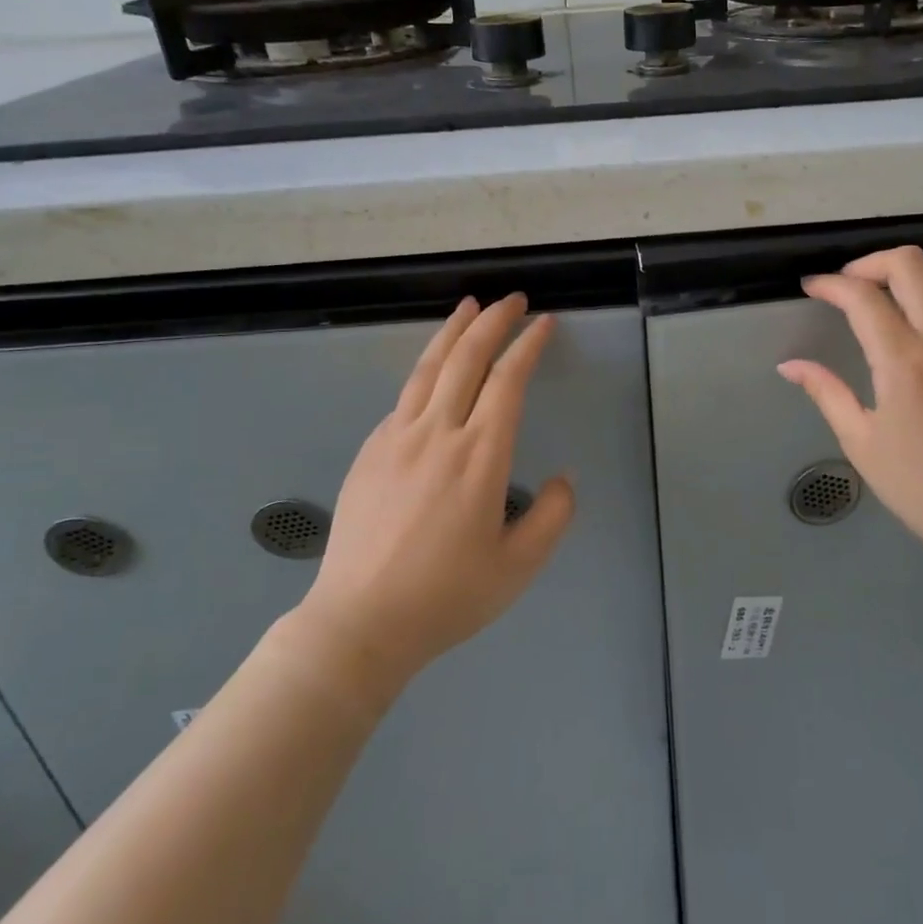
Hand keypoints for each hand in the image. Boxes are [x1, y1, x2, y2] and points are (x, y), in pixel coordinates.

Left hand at [296, 294, 575, 693]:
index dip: (528, 346)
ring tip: (469, 305)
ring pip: (428, 368)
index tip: (545, 323)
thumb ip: (553, 517)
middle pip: (466, 359)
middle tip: (512, 300)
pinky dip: (425, 371)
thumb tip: (563, 479)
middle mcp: (438, 434)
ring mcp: (397, 439)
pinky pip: (403, 398)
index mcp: (480, 456)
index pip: (508, 381)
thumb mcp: (518, 567)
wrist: (359, 623)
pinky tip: (432, 372)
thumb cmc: (446, 597)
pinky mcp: (370, 451)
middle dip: (493, 322)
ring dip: (452, 332)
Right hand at [778, 246, 922, 562]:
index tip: (811, 288)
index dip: (830, 285)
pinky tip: (913, 323)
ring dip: (904, 273)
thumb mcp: (860, 441)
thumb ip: (826, 392)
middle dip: (870, 262)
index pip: (863, 296)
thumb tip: (789, 365)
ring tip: (879, 296)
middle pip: (910, 263)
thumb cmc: (919, 484)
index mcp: (904, 361)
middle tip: (847, 286)